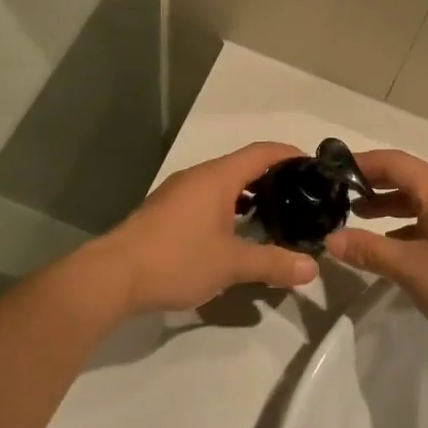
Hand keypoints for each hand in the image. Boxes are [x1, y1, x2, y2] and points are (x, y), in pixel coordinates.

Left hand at [87, 143, 320, 314]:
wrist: (113, 276)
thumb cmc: (177, 259)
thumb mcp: (231, 264)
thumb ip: (273, 263)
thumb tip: (312, 269)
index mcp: (217, 177)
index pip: (262, 152)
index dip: (290, 154)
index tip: (314, 167)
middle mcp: (198, 176)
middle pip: (243, 165)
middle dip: (273, 177)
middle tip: (301, 196)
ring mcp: (178, 193)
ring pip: (223, 183)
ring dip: (250, 194)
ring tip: (275, 215)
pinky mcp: (166, 212)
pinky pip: (207, 198)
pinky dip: (229, 206)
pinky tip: (236, 233)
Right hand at [325, 149, 427, 359]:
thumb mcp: (408, 268)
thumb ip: (368, 249)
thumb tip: (331, 240)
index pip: (394, 162)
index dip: (361, 164)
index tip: (332, 172)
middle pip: (408, 176)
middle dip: (374, 185)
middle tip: (340, 196)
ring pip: (422, 197)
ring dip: (392, 205)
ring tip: (360, 218)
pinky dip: (411, 222)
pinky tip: (394, 243)